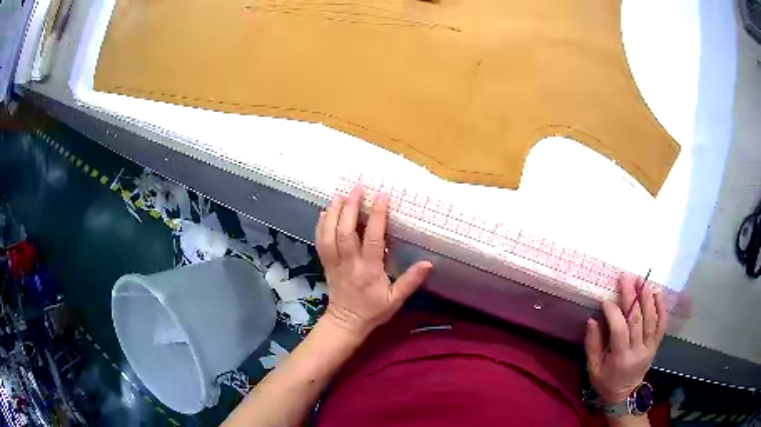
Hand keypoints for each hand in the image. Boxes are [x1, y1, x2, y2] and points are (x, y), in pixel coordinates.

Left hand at [315, 186, 431, 337]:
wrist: (346, 322)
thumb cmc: (373, 310)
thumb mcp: (396, 300)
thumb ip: (411, 281)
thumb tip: (428, 263)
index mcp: (369, 270)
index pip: (373, 239)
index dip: (378, 216)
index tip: (382, 196)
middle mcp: (349, 263)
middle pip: (345, 232)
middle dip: (351, 207)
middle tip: (357, 188)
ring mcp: (334, 263)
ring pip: (329, 235)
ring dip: (333, 213)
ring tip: (340, 194)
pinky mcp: (326, 264)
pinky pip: (320, 242)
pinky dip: (320, 225)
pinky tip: (324, 212)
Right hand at [585, 274, 667, 403]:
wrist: (625, 394)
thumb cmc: (606, 382)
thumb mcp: (593, 369)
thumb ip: (592, 345)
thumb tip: (592, 320)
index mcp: (620, 358)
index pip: (619, 330)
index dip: (613, 312)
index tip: (605, 300)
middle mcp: (638, 351)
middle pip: (637, 320)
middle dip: (631, 297)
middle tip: (625, 278)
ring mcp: (650, 347)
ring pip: (651, 319)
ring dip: (647, 297)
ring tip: (641, 281)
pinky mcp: (656, 344)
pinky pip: (662, 324)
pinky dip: (662, 307)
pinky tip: (658, 293)